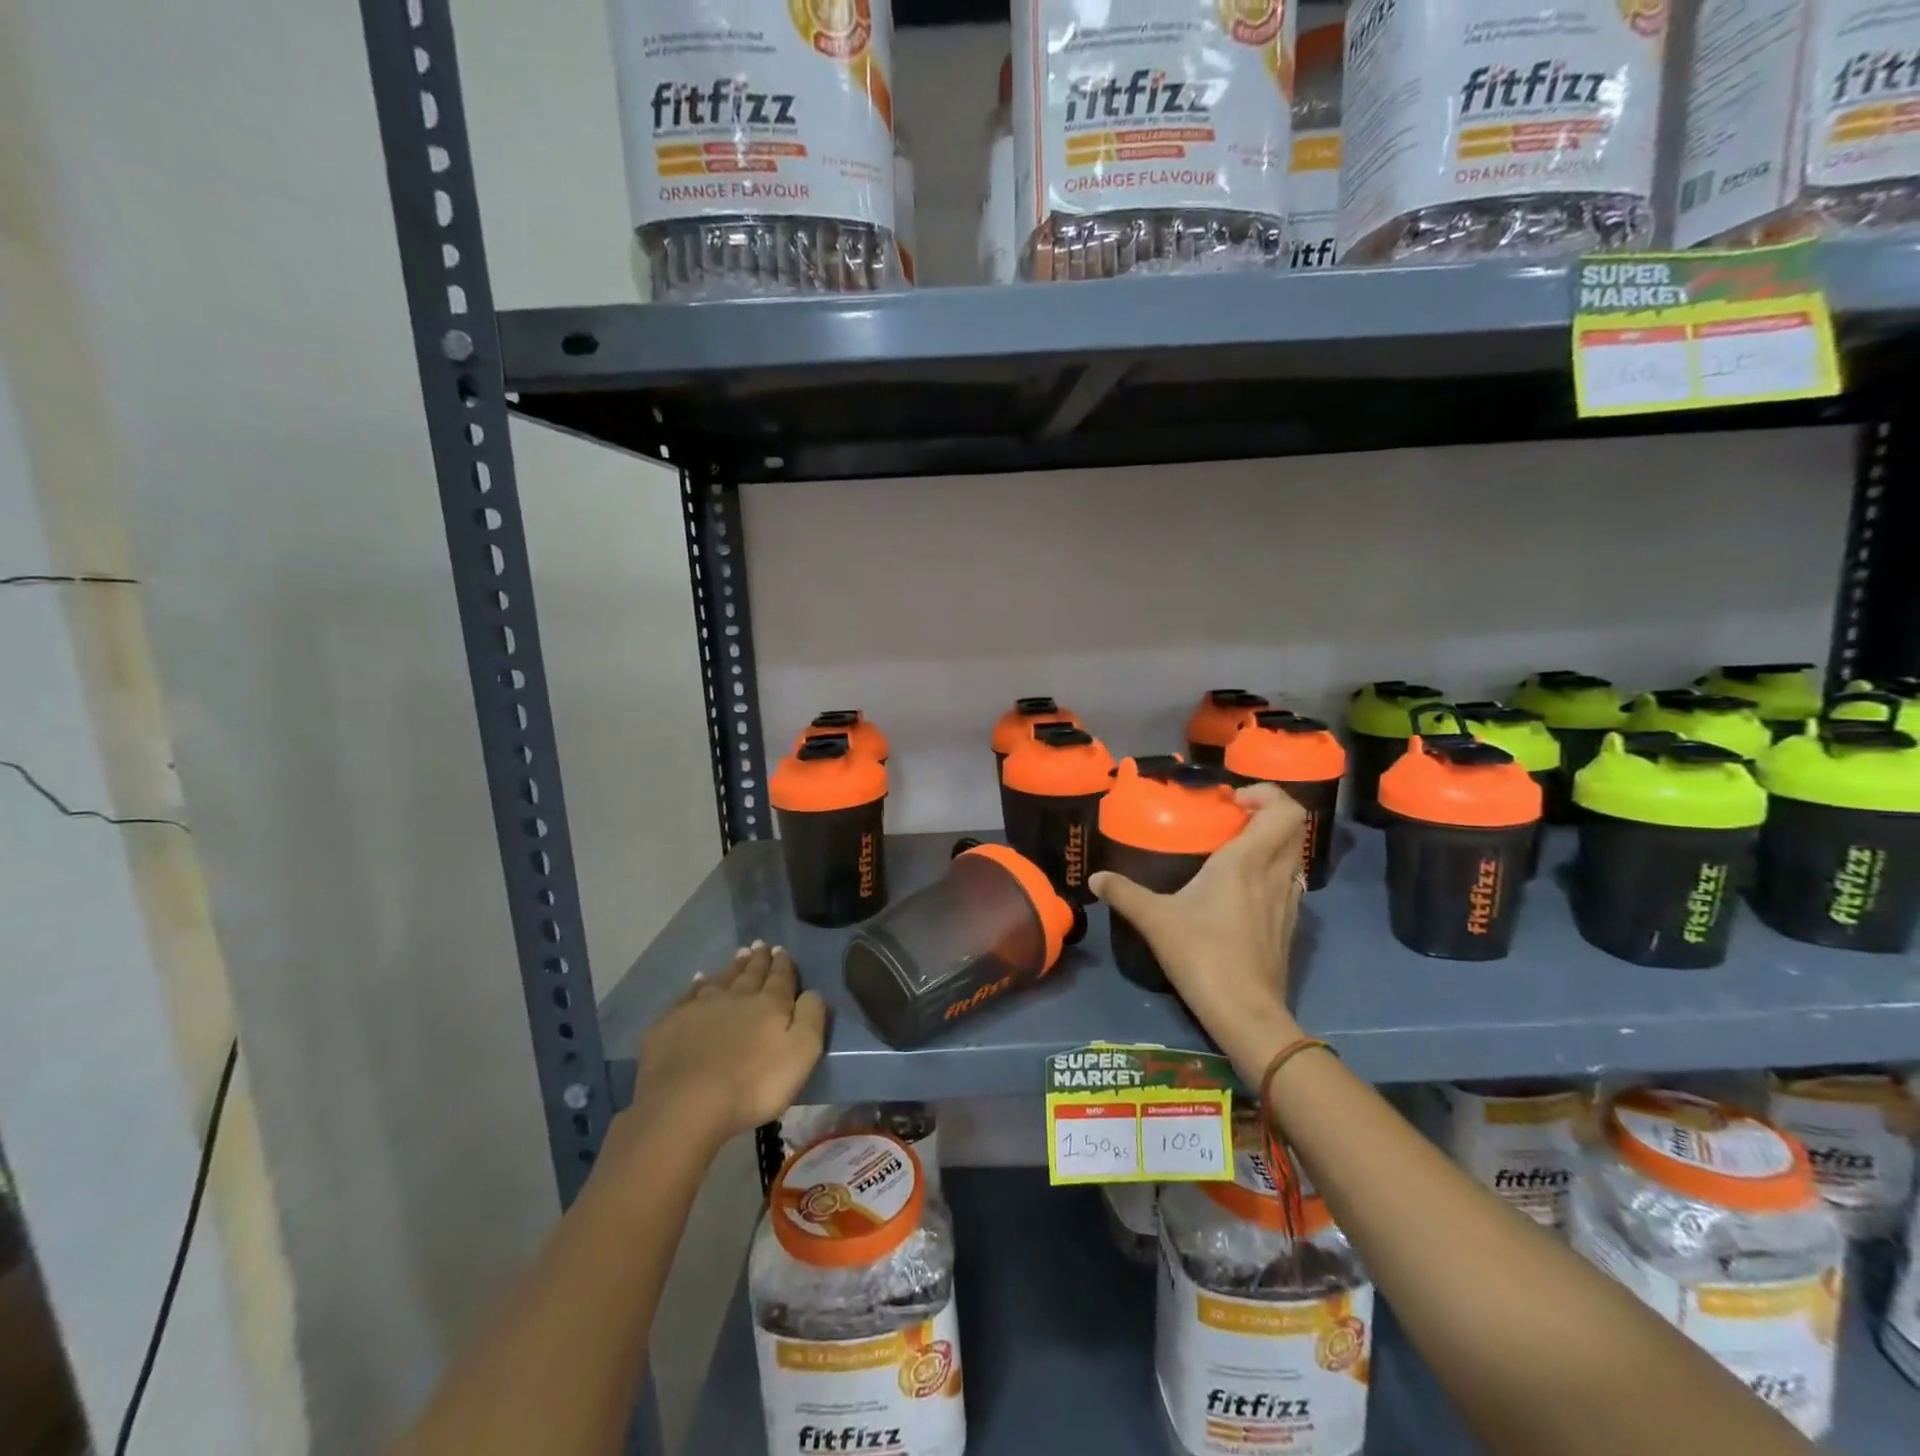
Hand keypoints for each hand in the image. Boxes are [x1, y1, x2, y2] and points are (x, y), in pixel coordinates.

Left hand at [626, 943, 826, 1149]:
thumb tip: (812, 991)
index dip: (783, 963)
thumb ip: (811, 1018)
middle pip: (750, 974)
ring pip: (720, 980)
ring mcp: (699, 1008)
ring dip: (731, 968)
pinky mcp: (670, 1024)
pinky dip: (695, 986)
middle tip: (760, 945)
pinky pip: (687, 997)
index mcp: (769, 1005)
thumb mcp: (801, 1054)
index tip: (781, 949)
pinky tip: (697, 981)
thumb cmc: (754, 1085)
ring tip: (738, 956)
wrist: (686, 1105)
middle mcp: (735, 997)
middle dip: (758, 960)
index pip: (780, 977)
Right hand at [1089, 783, 1307, 1077]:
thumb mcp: (1155, 920)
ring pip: (1294, 853)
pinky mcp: (1289, 924)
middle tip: (1232, 819)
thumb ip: (1124, 893)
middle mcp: (1275, 873)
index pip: (1285, 809)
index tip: (1231, 803)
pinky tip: (1243, 889)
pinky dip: (1273, 871)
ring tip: (1235, 851)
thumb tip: (1095, 878)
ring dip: (1272, 842)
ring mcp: (1289, 900)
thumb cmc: (1203, 955)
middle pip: (1295, 825)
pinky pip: (1289, 880)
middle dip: (1268, 813)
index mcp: (1247, 861)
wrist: (1245, 1012)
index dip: (1266, 794)